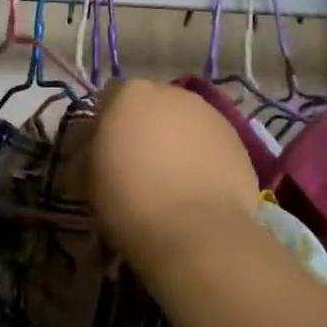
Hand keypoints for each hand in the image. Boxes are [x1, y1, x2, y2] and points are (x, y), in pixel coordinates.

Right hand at [89, 79, 261, 284]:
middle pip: (151, 105)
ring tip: (173, 179)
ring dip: (176, 140)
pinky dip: (203, 157)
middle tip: (138, 164)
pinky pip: (210, 143)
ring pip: (184, 122)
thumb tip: (97, 151)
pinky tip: (198, 188)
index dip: (105, 124)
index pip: (110, 97)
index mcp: (130, 94)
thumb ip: (91, 151)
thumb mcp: (87, 177)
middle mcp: (172, 93)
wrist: (195, 232)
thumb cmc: (129, 200)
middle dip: (145, 127)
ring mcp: (210, 114)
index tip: (104, 153)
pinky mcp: (239, 141)